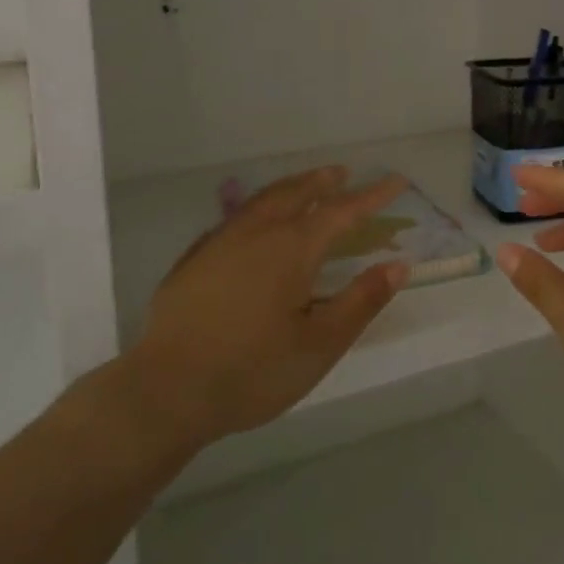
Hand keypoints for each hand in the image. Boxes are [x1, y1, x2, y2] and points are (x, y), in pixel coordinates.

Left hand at [125, 166, 409, 450]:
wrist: (166, 390)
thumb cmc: (252, 371)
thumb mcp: (319, 345)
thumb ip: (361, 301)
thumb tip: (397, 265)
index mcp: (293, 248)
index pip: (343, 212)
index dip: (372, 196)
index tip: (396, 182)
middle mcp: (258, 232)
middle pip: (298, 193)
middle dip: (325, 181)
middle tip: (344, 173)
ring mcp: (221, 242)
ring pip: (263, 200)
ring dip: (291, 187)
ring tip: (305, 185)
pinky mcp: (194, 259)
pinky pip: (235, 217)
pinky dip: (258, 207)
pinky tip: (254, 223)